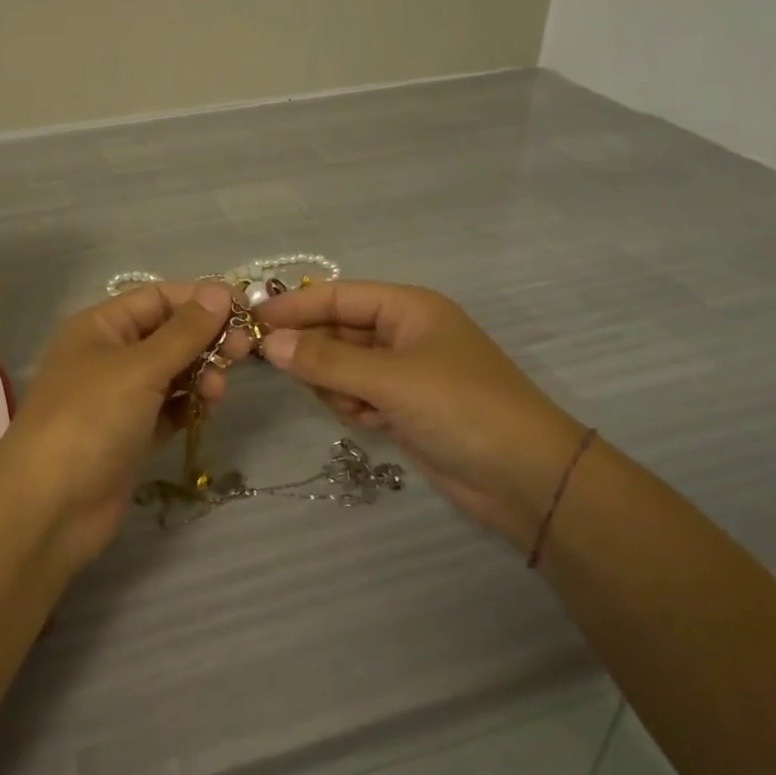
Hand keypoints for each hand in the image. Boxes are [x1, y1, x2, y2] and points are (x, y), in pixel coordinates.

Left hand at [0, 280, 250, 565]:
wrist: (49, 507)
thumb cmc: (90, 420)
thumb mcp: (140, 367)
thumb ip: (185, 331)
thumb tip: (220, 290)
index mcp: (101, 327)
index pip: (159, 298)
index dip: (201, 300)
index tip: (246, 310)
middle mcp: (109, 356)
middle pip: (169, 335)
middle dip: (206, 339)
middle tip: (244, 353)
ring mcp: (119, 398)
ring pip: (173, 373)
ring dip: (201, 375)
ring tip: (216, 393)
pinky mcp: (130, 435)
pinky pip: (169, 409)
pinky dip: (188, 406)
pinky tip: (205, 412)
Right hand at [257, 282, 587, 547]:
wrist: (527, 479)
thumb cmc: (462, 409)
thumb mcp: (391, 380)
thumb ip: (326, 361)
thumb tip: (268, 343)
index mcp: (408, 308)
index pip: (337, 296)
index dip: (293, 306)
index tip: (248, 319)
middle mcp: (403, 333)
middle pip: (336, 331)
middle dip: (313, 351)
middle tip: (276, 368)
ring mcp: (404, 372)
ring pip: (342, 366)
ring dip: (336, 385)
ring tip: (355, 406)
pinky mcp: (404, 407)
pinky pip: (357, 394)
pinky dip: (354, 406)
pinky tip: (370, 422)